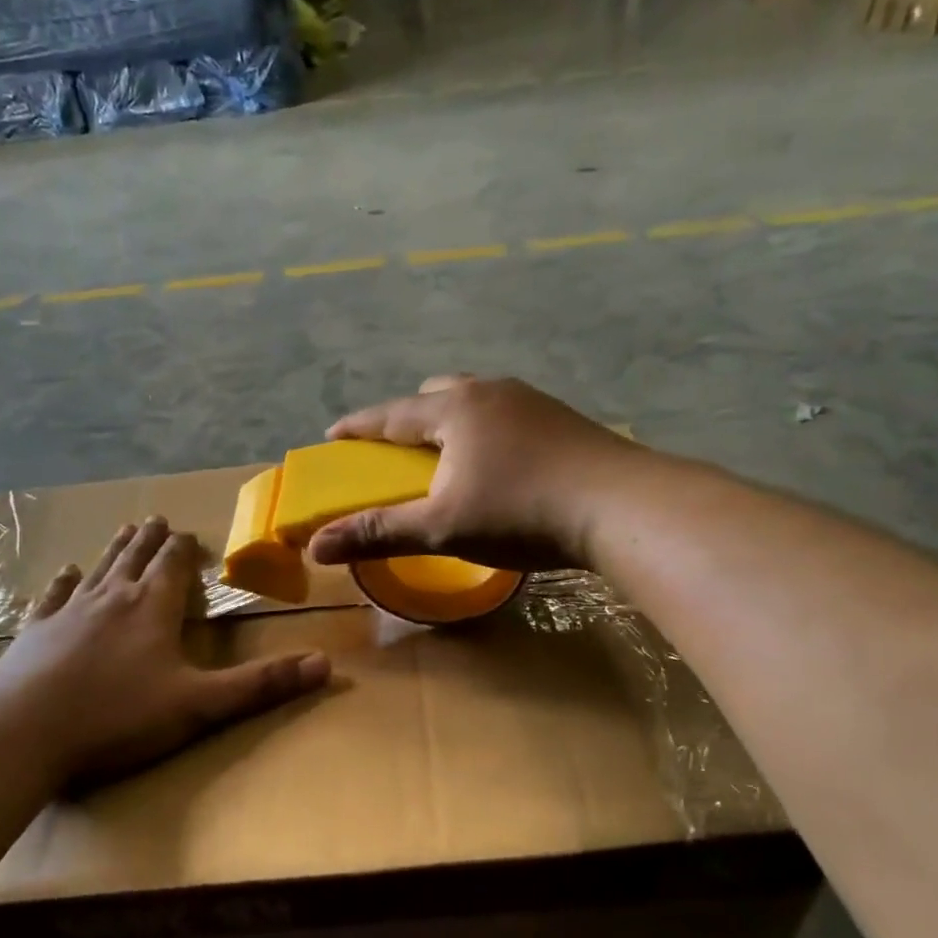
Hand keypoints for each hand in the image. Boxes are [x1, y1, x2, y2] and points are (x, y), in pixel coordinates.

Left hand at [0, 518, 329, 788]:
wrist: (22, 735)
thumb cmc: (117, 718)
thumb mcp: (199, 706)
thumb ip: (261, 685)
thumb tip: (325, 664)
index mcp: (153, 609)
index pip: (174, 567)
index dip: (185, 550)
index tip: (189, 532)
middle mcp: (112, 599)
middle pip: (136, 559)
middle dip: (151, 540)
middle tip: (158, 519)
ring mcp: (69, 614)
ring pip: (99, 571)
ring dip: (115, 550)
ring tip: (125, 529)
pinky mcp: (35, 634)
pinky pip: (54, 598)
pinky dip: (63, 583)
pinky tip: (65, 572)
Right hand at [306, 376, 642, 572]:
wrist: (620, 506)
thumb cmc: (520, 512)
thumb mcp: (441, 527)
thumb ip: (379, 532)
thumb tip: (317, 546)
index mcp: (453, 407)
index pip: (390, 413)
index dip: (357, 428)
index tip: (332, 436)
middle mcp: (489, 391)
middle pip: (434, 395)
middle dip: (408, 419)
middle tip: (397, 450)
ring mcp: (531, 400)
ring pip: (476, 403)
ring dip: (452, 424)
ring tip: (449, 457)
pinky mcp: (563, 418)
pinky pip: (507, 416)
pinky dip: (487, 433)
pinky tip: (501, 464)